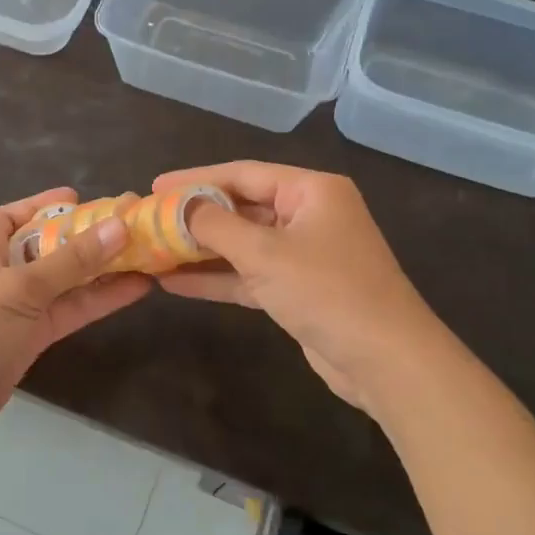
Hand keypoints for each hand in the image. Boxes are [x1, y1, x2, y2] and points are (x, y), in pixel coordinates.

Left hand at [0, 187, 152, 444]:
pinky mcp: (32, 333)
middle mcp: (2, 264)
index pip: (28, 211)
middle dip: (95, 236)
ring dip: (105, 268)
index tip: (105, 201)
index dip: (64, 204)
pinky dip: (99, 299)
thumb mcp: (20, 286)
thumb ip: (73, 260)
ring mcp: (18, 301)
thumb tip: (120, 227)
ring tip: (152, 253)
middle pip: (54, 242)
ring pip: (68, 277)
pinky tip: (136, 287)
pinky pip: (70, 307)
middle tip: (143, 225)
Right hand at [153, 162, 435, 412]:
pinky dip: (216, 278)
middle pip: (241, 208)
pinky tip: (174, 283)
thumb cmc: (326, 290)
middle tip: (149, 221)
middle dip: (195, 218)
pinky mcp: (298, 290)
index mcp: (311, 191)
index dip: (195, 179)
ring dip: (200, 251)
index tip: (155, 188)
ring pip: (242, 244)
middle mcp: (309, 215)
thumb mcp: (264, 252)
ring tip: (153, 251)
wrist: (385, 360)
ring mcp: (304, 254)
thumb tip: (178, 206)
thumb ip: (214, 225)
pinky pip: (249, 274)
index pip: (242, 174)